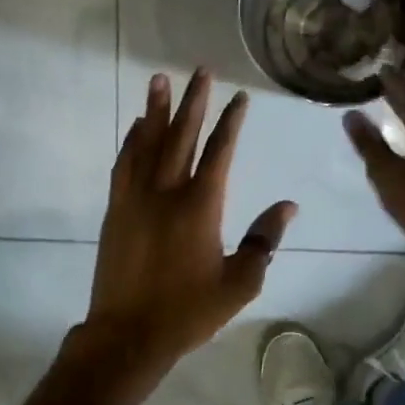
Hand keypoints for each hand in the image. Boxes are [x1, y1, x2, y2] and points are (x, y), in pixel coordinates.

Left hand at [80, 69, 297, 374]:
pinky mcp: (116, 209)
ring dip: (156, 110)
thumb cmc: (189, 311)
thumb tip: (287, 207)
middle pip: (182, 136)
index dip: (230, 122)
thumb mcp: (239, 283)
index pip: (220, 152)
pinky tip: (137, 127)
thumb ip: (264, 241)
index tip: (238, 97)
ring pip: (147, 143)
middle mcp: (167, 192)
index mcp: (201, 206)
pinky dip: (132, 141)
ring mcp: (136, 198)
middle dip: (194, 101)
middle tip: (200, 70)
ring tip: (160, 80)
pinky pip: (124, 164)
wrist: (128, 334)